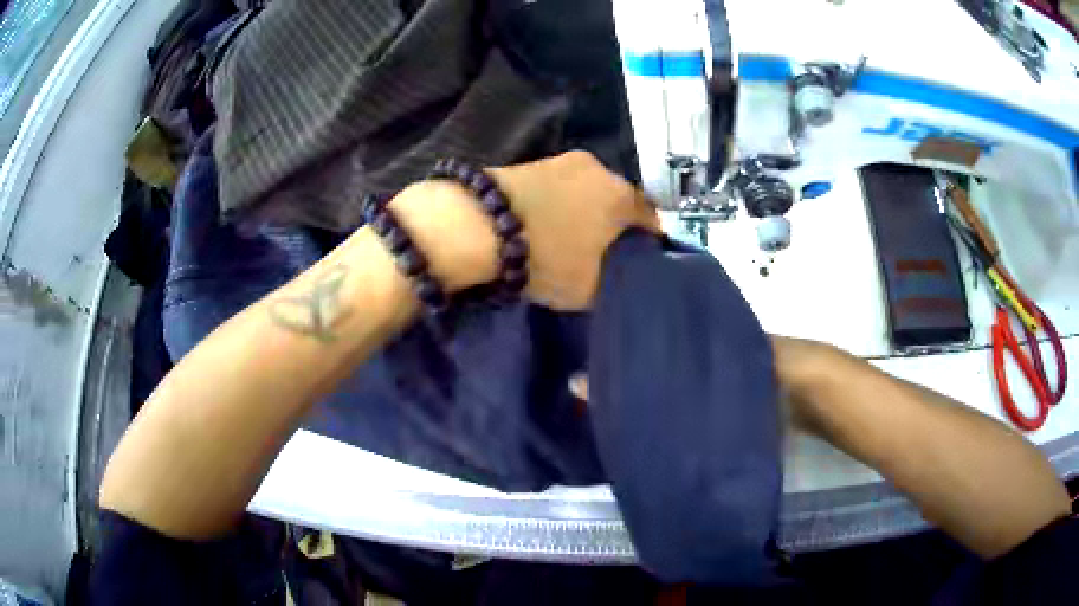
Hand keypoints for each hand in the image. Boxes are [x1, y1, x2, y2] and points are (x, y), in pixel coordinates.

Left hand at [389, 151, 658, 308]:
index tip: (641, 258)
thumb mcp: (589, 289)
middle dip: (614, 222)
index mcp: (622, 196)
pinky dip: (557, 203)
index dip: (647, 240)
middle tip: (604, 249)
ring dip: (584, 209)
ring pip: (586, 190)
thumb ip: (613, 280)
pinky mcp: (531, 161)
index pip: (650, 218)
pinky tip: (546, 222)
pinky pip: (557, 187)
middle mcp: (599, 169)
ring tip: (570, 236)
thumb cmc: (547, 257)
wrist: (479, 224)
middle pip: (617, 199)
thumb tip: (617, 274)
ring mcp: (563, 160)